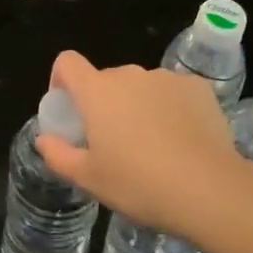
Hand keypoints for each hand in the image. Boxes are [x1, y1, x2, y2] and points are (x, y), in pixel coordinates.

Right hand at [35, 50, 246, 242]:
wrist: (208, 189)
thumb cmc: (139, 184)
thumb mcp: (89, 179)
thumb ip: (58, 155)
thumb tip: (44, 140)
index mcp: (98, 91)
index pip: (68, 63)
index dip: (61, 80)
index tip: (69, 110)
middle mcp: (130, 75)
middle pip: (106, 80)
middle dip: (104, 105)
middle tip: (113, 144)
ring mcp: (166, 78)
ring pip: (141, 88)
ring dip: (138, 107)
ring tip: (153, 147)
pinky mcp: (197, 87)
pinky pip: (173, 93)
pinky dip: (171, 109)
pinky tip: (182, 141)